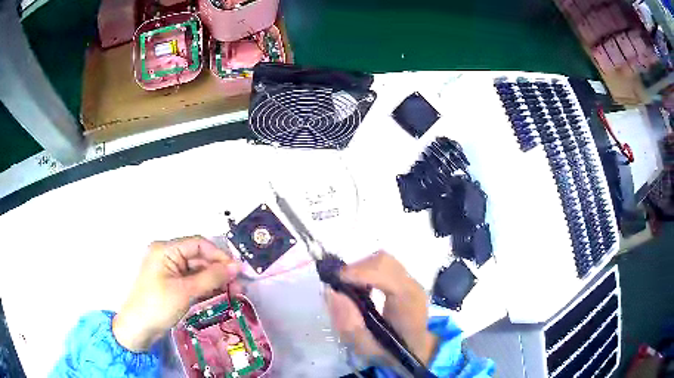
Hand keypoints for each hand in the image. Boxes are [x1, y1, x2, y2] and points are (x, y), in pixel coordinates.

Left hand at [113, 236, 240, 351]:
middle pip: (199, 258)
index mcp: (166, 250)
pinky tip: (220, 295)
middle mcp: (167, 256)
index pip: (198, 244)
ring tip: (234, 292)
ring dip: (215, 280)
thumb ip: (211, 277)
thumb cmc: (158, 305)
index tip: (237, 270)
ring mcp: (169, 271)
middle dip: (219, 270)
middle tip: (239, 285)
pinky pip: (192, 281)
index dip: (219, 255)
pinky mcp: (171, 284)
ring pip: (197, 271)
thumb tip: (235, 267)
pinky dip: (206, 287)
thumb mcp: (186, 291)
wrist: (139, 328)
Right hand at [326, 251, 436, 365]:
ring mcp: (411, 281)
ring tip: (347, 286)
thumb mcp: (365, 347)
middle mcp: (412, 285)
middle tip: (338, 285)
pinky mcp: (406, 280)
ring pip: (382, 260)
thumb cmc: (390, 352)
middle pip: (383, 261)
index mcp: (408, 302)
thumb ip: (348, 323)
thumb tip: (332, 292)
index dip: (358, 272)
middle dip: (356, 269)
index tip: (334, 280)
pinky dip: (367, 271)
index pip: (385, 273)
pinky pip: (384, 266)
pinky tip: (360, 287)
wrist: (415, 351)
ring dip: (360, 269)